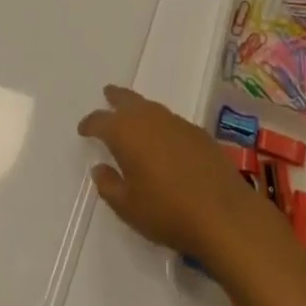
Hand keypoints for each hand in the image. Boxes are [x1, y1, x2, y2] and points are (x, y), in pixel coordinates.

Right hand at [77, 84, 262, 261]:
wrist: (222, 211)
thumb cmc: (167, 211)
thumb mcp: (128, 207)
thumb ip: (109, 185)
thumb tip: (99, 168)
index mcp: (127, 133)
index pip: (101, 121)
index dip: (90, 124)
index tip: (83, 129)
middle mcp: (150, 118)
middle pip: (128, 100)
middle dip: (115, 98)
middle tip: (107, 93)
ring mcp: (176, 122)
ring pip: (151, 107)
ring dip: (139, 109)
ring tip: (133, 114)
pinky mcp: (197, 132)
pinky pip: (170, 120)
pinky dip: (160, 123)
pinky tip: (163, 138)